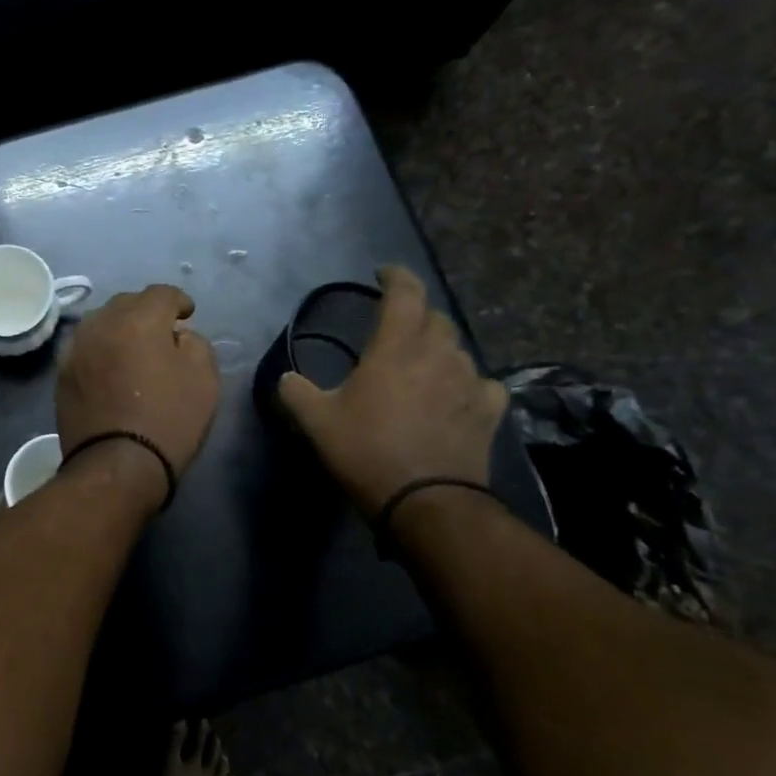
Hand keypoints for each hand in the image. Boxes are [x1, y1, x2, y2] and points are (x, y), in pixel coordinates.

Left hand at [56, 285, 219, 497]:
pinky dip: (101, 350)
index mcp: (138, 318)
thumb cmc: (168, 419)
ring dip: (119, 328)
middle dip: (146, 312)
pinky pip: (86, 348)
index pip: (161, 293)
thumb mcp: (204, 379)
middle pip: (127, 303)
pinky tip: (110, 368)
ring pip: (101, 323)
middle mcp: (101, 323)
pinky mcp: (61, 374)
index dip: (179, 301)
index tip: (188, 316)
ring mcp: (76, 348)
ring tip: (133, 348)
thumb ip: (196, 344)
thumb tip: (178, 336)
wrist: (116, 465)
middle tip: (162, 332)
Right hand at [277, 265, 506, 517]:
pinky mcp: (489, 410)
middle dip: (415, 314)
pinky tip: (457, 395)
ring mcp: (470, 381)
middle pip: (434, 317)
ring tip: (421, 365)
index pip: (405, 292)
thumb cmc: (367, 452)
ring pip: (457, 349)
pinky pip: (482, 382)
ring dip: (438, 349)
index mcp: (396, 347)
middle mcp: (438, 354)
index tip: (383, 273)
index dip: (395, 276)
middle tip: (396, 327)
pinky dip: (467, 382)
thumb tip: (286, 378)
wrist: (426, 502)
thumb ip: (295, 393)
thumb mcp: (316, 423)